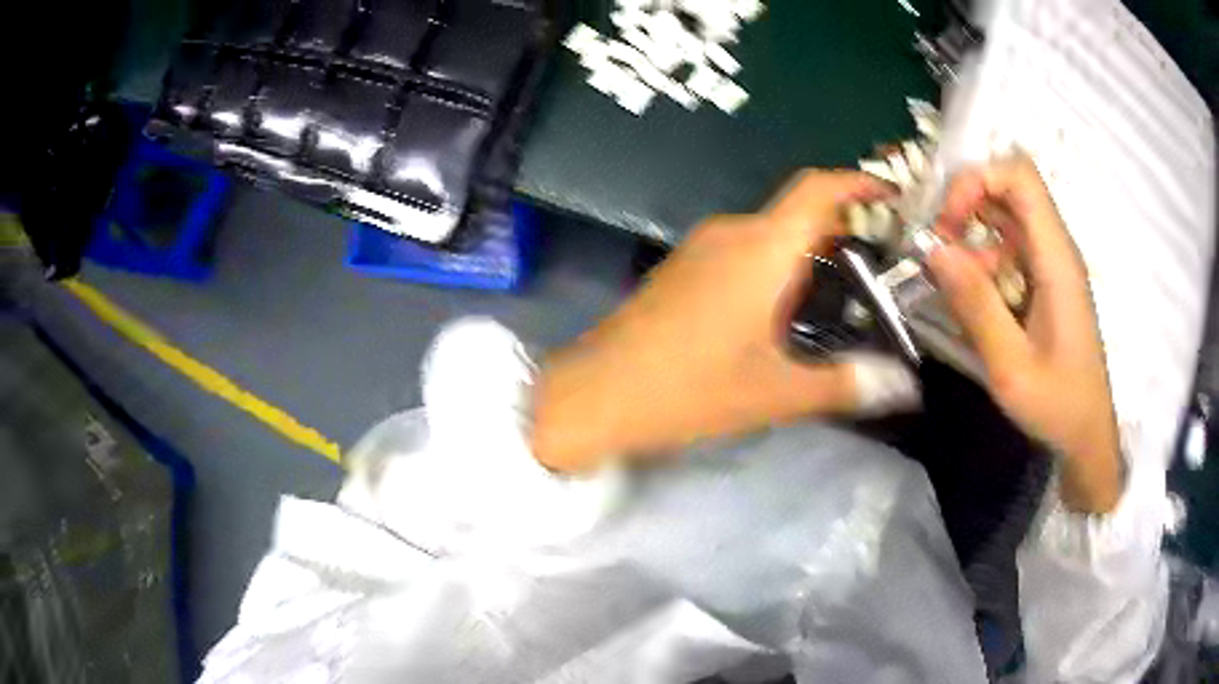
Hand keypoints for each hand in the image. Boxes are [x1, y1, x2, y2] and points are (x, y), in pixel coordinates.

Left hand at [531, 171, 888, 473]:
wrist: (595, 395)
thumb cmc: (687, 389)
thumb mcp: (775, 393)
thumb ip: (844, 385)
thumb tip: (905, 388)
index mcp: (761, 248)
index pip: (818, 188)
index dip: (860, 182)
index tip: (894, 196)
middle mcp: (732, 233)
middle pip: (799, 212)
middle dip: (845, 228)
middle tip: (887, 263)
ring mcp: (702, 248)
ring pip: (772, 233)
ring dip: (811, 252)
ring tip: (851, 290)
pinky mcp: (684, 268)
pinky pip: (744, 251)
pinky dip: (778, 266)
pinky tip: (791, 309)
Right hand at [927, 153, 1123, 512]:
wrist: (1088, 435)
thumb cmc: (1058, 406)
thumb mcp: (1012, 367)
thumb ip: (976, 306)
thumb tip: (934, 250)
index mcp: (1057, 259)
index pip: (1019, 177)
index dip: (977, 181)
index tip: (949, 225)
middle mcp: (1056, 250)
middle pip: (1009, 190)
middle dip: (967, 206)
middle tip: (940, 249)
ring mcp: (1052, 266)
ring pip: (1007, 219)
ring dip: (973, 238)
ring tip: (954, 286)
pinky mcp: (1047, 283)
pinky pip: (1011, 250)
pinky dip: (985, 263)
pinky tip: (975, 302)